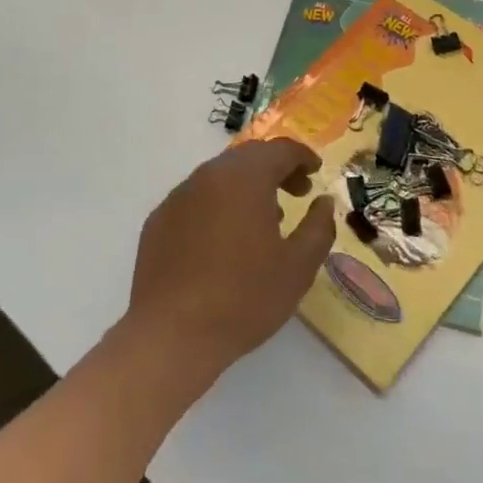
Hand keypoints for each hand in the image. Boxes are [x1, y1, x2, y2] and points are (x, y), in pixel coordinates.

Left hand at [125, 138, 334, 390]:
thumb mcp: (297, 267)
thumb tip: (323, 202)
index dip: (302, 156)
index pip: (279, 150)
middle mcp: (209, 175)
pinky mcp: (159, 219)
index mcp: (245, 178)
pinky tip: (225, 240)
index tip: (316, 171)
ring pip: (220, 177)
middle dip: (276, 169)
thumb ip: (318, 227)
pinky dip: (219, 205)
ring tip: (265, 219)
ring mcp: (179, 196)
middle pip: (248, 157)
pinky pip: (197, 199)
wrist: (171, 333)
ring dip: (247, 187)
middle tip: (297, 193)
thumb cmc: (244, 297)